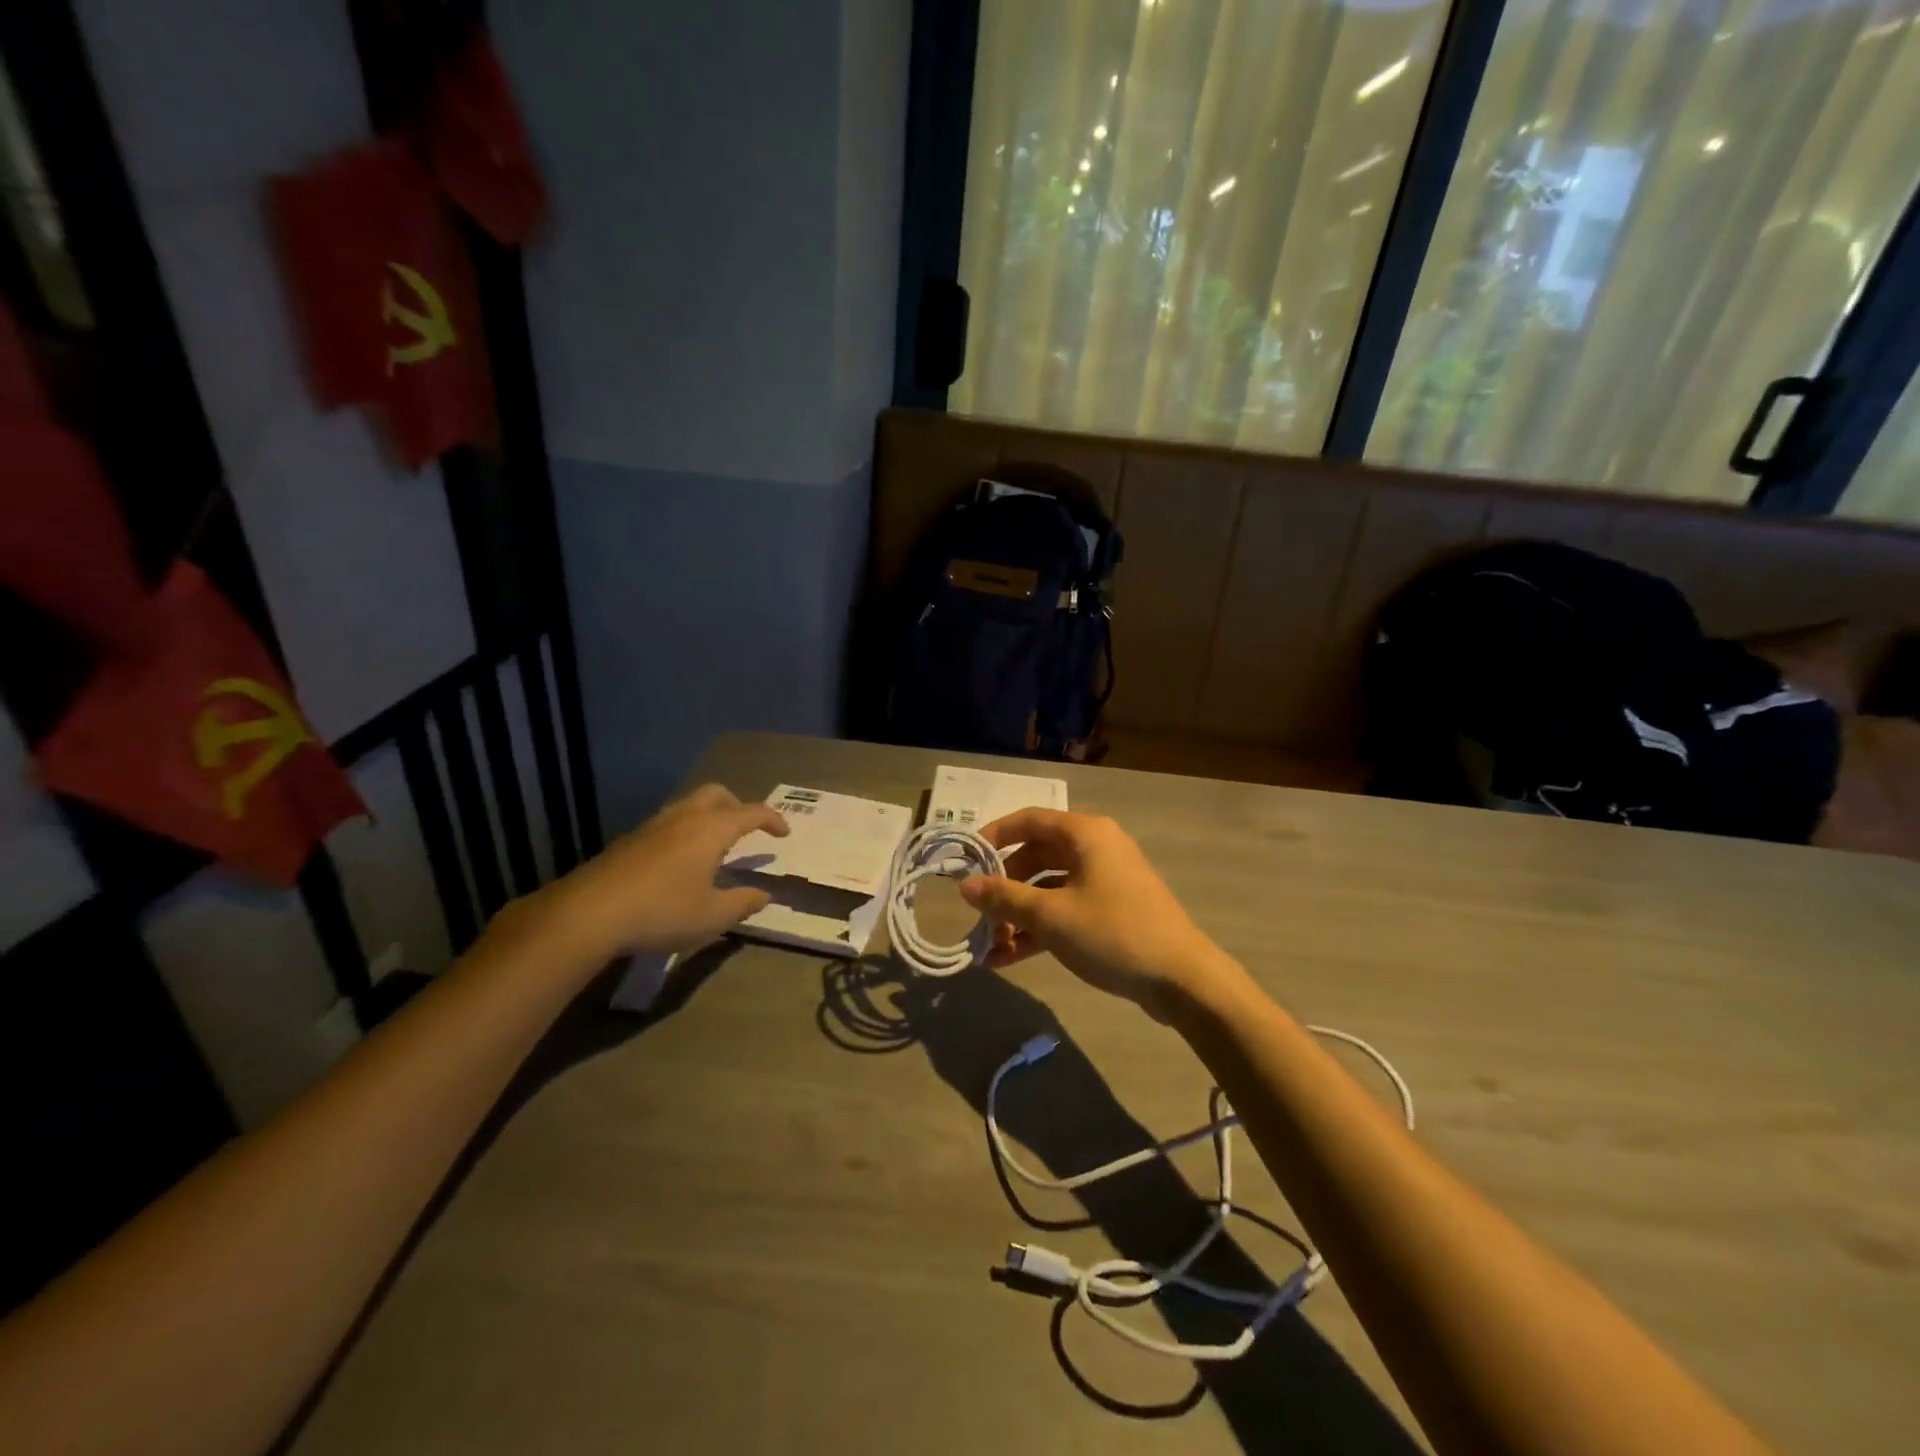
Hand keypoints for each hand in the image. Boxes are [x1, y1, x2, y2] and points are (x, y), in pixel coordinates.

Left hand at [524, 784, 788, 962]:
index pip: (752, 812)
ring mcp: (654, 826)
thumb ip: (743, 903)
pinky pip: (669, 822)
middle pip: (717, 794)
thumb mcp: (712, 916)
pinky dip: (685, 830)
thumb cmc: (662, 912)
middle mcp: (684, 818)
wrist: (588, 913)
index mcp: (711, 829)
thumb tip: (764, 894)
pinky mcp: (630, 840)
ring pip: (689, 805)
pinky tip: (680, 862)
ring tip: (714, 846)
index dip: (773, 820)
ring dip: (709, 816)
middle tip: (747, 830)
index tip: (784, 833)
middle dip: (738, 806)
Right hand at [957, 809, 1236, 1014]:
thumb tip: (965, 886)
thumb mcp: (1050, 916)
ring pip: (1049, 888)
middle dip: (1004, 886)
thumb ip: (1004, 898)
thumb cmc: (1112, 933)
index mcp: (1085, 834)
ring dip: (1019, 914)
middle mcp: (1096, 848)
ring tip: (990, 945)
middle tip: (978, 912)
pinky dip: (1040, 928)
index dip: (993, 836)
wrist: (1182, 979)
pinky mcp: (1112, 911)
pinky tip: (1010, 957)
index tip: (965, 860)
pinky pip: (1066, 910)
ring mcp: (1106, 881)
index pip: (1028, 820)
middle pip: (1037, 856)